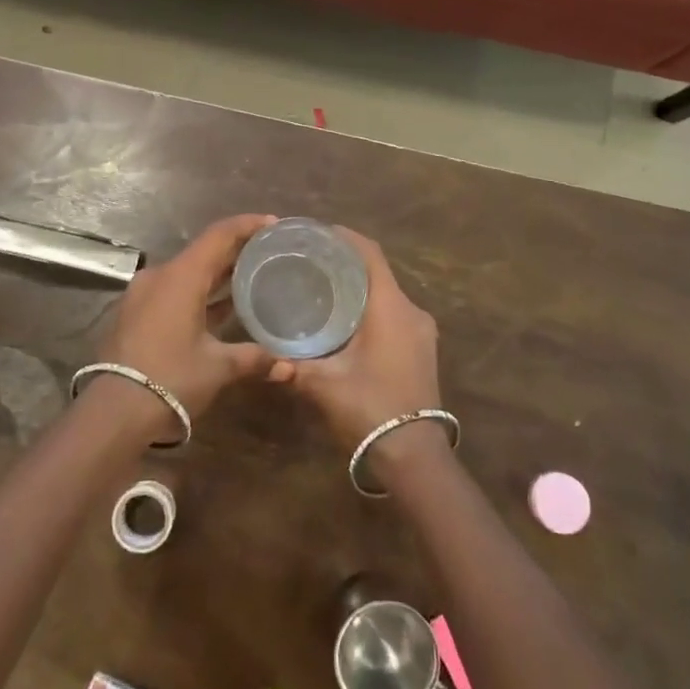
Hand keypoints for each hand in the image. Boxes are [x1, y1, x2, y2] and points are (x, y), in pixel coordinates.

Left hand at [98, 214, 278, 424]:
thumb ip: (254, 358)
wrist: (114, 412)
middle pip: (204, 252)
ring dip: (217, 274)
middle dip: (236, 250)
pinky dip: (199, 293)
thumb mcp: (218, 367)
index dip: (248, 225)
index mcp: (182, 276)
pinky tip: (221, 308)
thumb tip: (289, 367)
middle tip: (268, 251)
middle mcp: (161, 276)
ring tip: (250, 277)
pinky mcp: (136, 314)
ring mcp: (144, 295)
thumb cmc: (172, 378)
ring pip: (188, 273)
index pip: (220, 235)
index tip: (274, 224)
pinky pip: (174, 292)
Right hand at [270, 229, 443, 475]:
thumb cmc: (370, 409)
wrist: (414, 455)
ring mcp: (422, 332)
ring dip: (360, 287)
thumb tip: (267, 359)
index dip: (346, 237)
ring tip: (323, 288)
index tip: (318, 233)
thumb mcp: (324, 385)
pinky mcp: (422, 349)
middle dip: (347, 263)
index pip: (370, 254)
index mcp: (390, 308)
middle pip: (378, 272)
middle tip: (311, 262)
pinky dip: (371, 308)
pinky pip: (394, 314)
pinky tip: (345, 320)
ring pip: (387, 295)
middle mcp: (411, 311)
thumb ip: (293, 367)